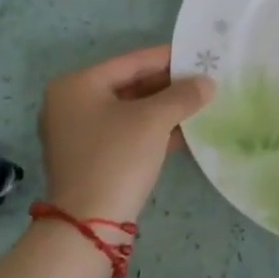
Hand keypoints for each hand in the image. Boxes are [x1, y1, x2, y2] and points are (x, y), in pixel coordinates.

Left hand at [38, 45, 214, 225]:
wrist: (89, 223)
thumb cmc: (117, 157)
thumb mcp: (154, 120)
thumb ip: (183, 95)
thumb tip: (207, 83)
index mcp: (77, 85)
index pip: (131, 61)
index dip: (168, 58)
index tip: (200, 54)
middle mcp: (71, 103)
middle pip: (129, 85)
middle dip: (168, 85)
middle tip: (204, 81)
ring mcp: (77, 133)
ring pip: (130, 111)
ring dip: (164, 108)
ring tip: (201, 103)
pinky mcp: (89, 158)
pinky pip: (125, 132)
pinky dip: (152, 130)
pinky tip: (184, 131)